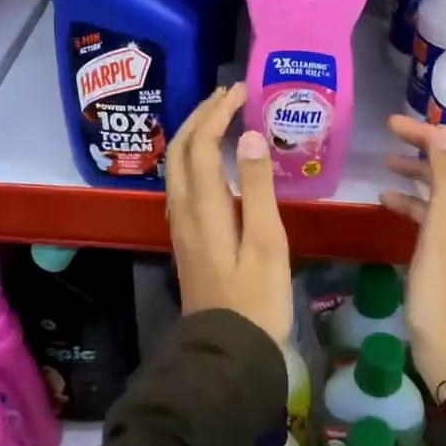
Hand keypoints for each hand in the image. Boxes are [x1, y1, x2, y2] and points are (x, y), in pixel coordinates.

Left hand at [165, 84, 293, 344]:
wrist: (228, 353)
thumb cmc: (256, 300)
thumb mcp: (267, 243)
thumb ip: (258, 188)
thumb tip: (249, 136)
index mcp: (204, 208)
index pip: (202, 145)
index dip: (218, 113)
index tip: (241, 91)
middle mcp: (184, 211)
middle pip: (181, 151)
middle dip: (200, 116)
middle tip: (228, 95)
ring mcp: (182, 226)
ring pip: (178, 167)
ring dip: (195, 135)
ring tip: (221, 117)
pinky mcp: (188, 239)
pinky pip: (184, 184)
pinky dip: (196, 158)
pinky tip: (214, 162)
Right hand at [380, 117, 445, 400]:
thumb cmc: (445, 296)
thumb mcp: (442, 233)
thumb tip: (444, 136)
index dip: (432, 135)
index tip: (394, 124)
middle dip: (427, 149)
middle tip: (389, 136)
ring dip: (421, 176)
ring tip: (387, 164)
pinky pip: (443, 218)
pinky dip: (419, 206)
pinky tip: (388, 202)